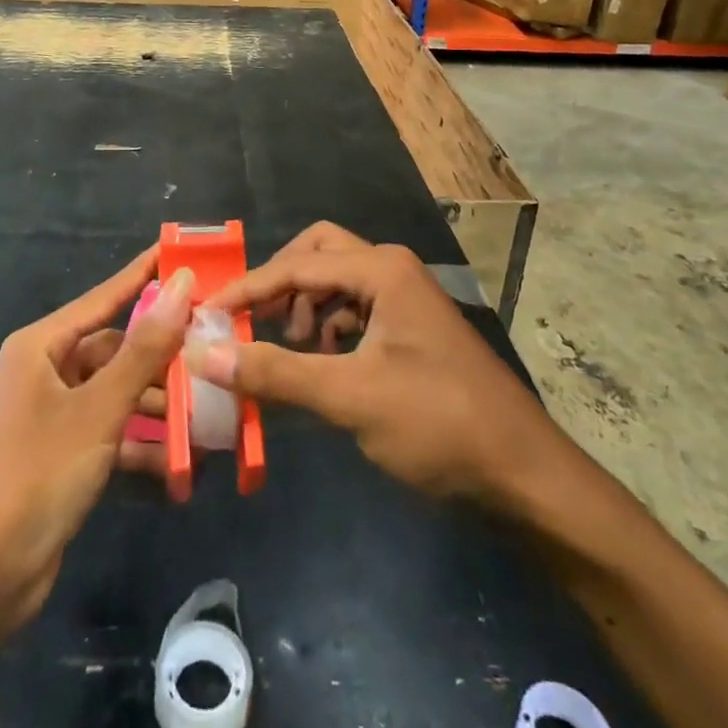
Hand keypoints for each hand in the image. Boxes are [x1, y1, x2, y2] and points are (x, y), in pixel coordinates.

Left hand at [0, 250, 191, 641]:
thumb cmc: (35, 477)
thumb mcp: (97, 410)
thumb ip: (144, 348)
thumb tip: (181, 283)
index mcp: (42, 346)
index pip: (105, 296)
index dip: (146, 274)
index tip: (185, 253)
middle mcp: (47, 372)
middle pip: (117, 349)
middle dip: (164, 357)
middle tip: (217, 351)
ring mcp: (54, 416)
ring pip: (120, 393)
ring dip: (161, 406)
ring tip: (211, 411)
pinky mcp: (64, 455)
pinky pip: (113, 432)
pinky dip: (143, 444)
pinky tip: (184, 461)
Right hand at [192, 223, 572, 506]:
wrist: (524, 474)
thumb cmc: (438, 424)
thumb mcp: (350, 397)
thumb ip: (275, 372)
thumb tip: (203, 355)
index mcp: (380, 270)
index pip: (295, 265)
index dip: (247, 289)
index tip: (205, 314)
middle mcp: (392, 269)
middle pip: (318, 253)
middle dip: (281, 282)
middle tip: (253, 321)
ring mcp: (405, 298)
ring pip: (337, 281)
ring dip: (305, 306)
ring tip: (290, 350)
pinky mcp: (411, 327)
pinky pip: (355, 308)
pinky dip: (329, 326)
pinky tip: (323, 363)